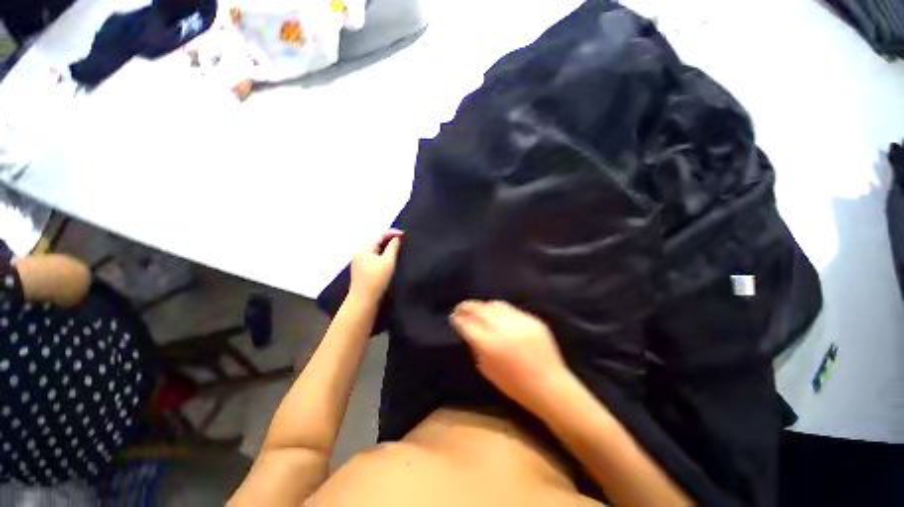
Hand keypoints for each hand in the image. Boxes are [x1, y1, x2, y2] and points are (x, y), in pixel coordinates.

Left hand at [349, 230, 402, 303]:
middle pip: (376, 241)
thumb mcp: (388, 262)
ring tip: (397, 247)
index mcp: (365, 248)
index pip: (380, 235)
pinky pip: (372, 255)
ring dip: (385, 246)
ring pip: (374, 249)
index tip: (404, 234)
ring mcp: (358, 260)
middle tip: (402, 240)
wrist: (363, 299)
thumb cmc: (377, 280)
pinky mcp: (360, 268)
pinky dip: (381, 253)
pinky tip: (388, 257)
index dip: (392, 233)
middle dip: (389, 239)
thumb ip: (393, 248)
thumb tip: (396, 238)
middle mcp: (359, 252)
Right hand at [451, 300, 568, 412]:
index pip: (466, 324)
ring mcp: (518, 321)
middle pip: (478, 309)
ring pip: (495, 304)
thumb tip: (469, 330)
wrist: (548, 385)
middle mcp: (501, 328)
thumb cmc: (514, 385)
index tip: (453, 317)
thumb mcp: (486, 369)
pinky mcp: (531, 319)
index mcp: (488, 344)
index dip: (458, 319)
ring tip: (478, 308)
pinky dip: (500, 310)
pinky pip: (511, 309)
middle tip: (460, 307)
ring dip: (483, 305)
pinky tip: (497, 313)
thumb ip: (476, 347)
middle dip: (466, 307)